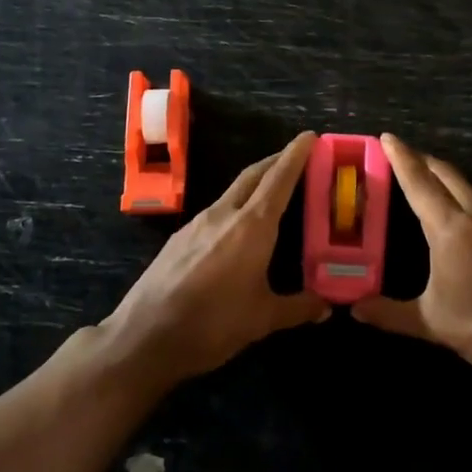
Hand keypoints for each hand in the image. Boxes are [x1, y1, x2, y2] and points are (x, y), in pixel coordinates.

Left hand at [103, 131, 326, 384]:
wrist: (145, 335)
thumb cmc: (213, 323)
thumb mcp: (263, 319)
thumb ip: (298, 308)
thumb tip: (326, 305)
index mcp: (252, 226)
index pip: (279, 179)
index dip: (296, 155)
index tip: (310, 136)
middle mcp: (224, 214)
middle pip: (253, 175)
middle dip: (275, 162)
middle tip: (297, 158)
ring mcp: (197, 223)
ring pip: (232, 192)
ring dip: (254, 185)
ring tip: (272, 194)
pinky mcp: (179, 238)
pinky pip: (215, 212)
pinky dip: (234, 208)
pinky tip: (237, 230)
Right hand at [353, 134, 471, 384]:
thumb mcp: (432, 323)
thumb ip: (390, 313)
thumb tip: (355, 309)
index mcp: (450, 229)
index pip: (419, 183)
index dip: (401, 158)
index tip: (387, 136)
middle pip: (446, 175)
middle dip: (423, 160)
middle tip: (402, 153)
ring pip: (468, 189)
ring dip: (444, 178)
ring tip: (427, 181)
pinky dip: (463, 198)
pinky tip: (461, 218)